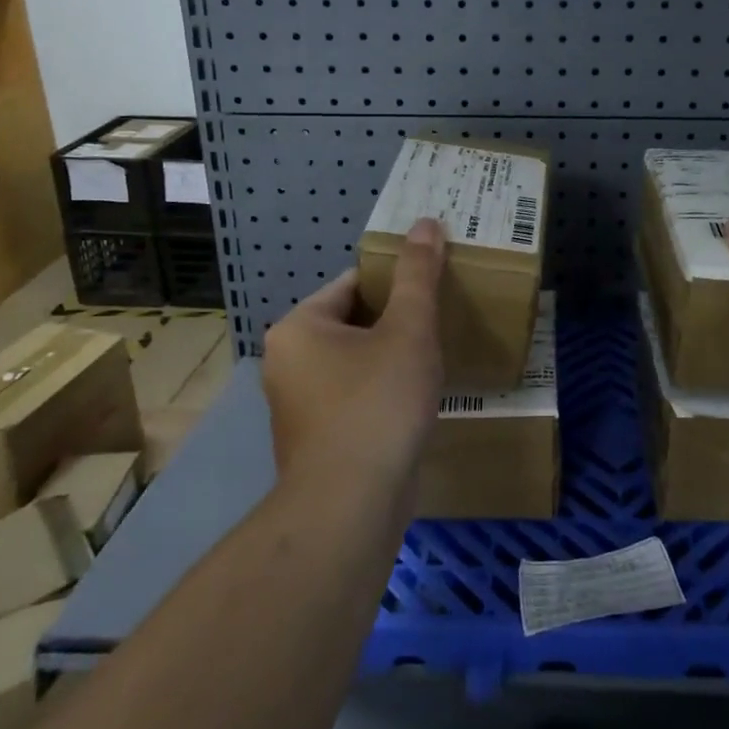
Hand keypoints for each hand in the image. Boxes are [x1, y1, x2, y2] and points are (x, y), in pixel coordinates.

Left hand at [262, 218, 446, 490]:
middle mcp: (287, 362)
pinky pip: (354, 398)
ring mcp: (297, 405)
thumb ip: (419, 276)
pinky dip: (382, 394)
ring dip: (391, 360)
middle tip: (440, 323)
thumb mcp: (408, 330)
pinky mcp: (315, 440)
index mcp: (299, 327)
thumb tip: (427, 222)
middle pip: (354, 324)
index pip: (354, 284)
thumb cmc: (377, 404)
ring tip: (434, 361)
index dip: (398, 283)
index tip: (435, 289)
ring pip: (355, 364)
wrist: (351, 506)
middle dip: (397, 324)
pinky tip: (414, 403)